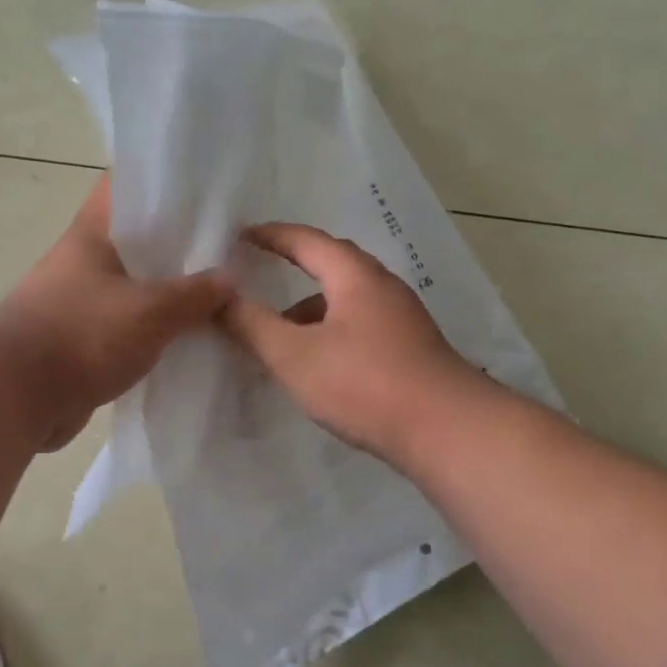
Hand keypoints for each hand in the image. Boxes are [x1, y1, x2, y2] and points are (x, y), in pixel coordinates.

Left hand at [0, 176, 232, 450]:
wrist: (14, 398)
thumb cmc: (81, 334)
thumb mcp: (151, 310)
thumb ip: (196, 294)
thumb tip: (233, 277)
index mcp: (92, 234)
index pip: (126, 187)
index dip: (164, 182)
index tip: (206, 191)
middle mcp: (84, 261)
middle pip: (139, 240)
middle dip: (181, 245)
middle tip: (230, 248)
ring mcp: (81, 302)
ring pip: (137, 286)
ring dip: (171, 292)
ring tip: (220, 293)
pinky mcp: (83, 341)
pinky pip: (129, 326)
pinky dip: (156, 330)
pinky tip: (191, 337)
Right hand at [219, 222, 481, 459]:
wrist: (448, 431)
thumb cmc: (365, 383)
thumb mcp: (295, 356)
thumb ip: (252, 326)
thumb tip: (218, 298)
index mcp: (355, 276)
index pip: (307, 241)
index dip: (272, 236)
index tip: (241, 236)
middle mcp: (382, 288)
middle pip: (332, 266)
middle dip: (293, 269)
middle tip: (259, 276)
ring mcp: (402, 319)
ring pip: (347, 300)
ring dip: (311, 309)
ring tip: (280, 333)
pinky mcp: (411, 349)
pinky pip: (360, 325)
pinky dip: (331, 332)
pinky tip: (319, 364)